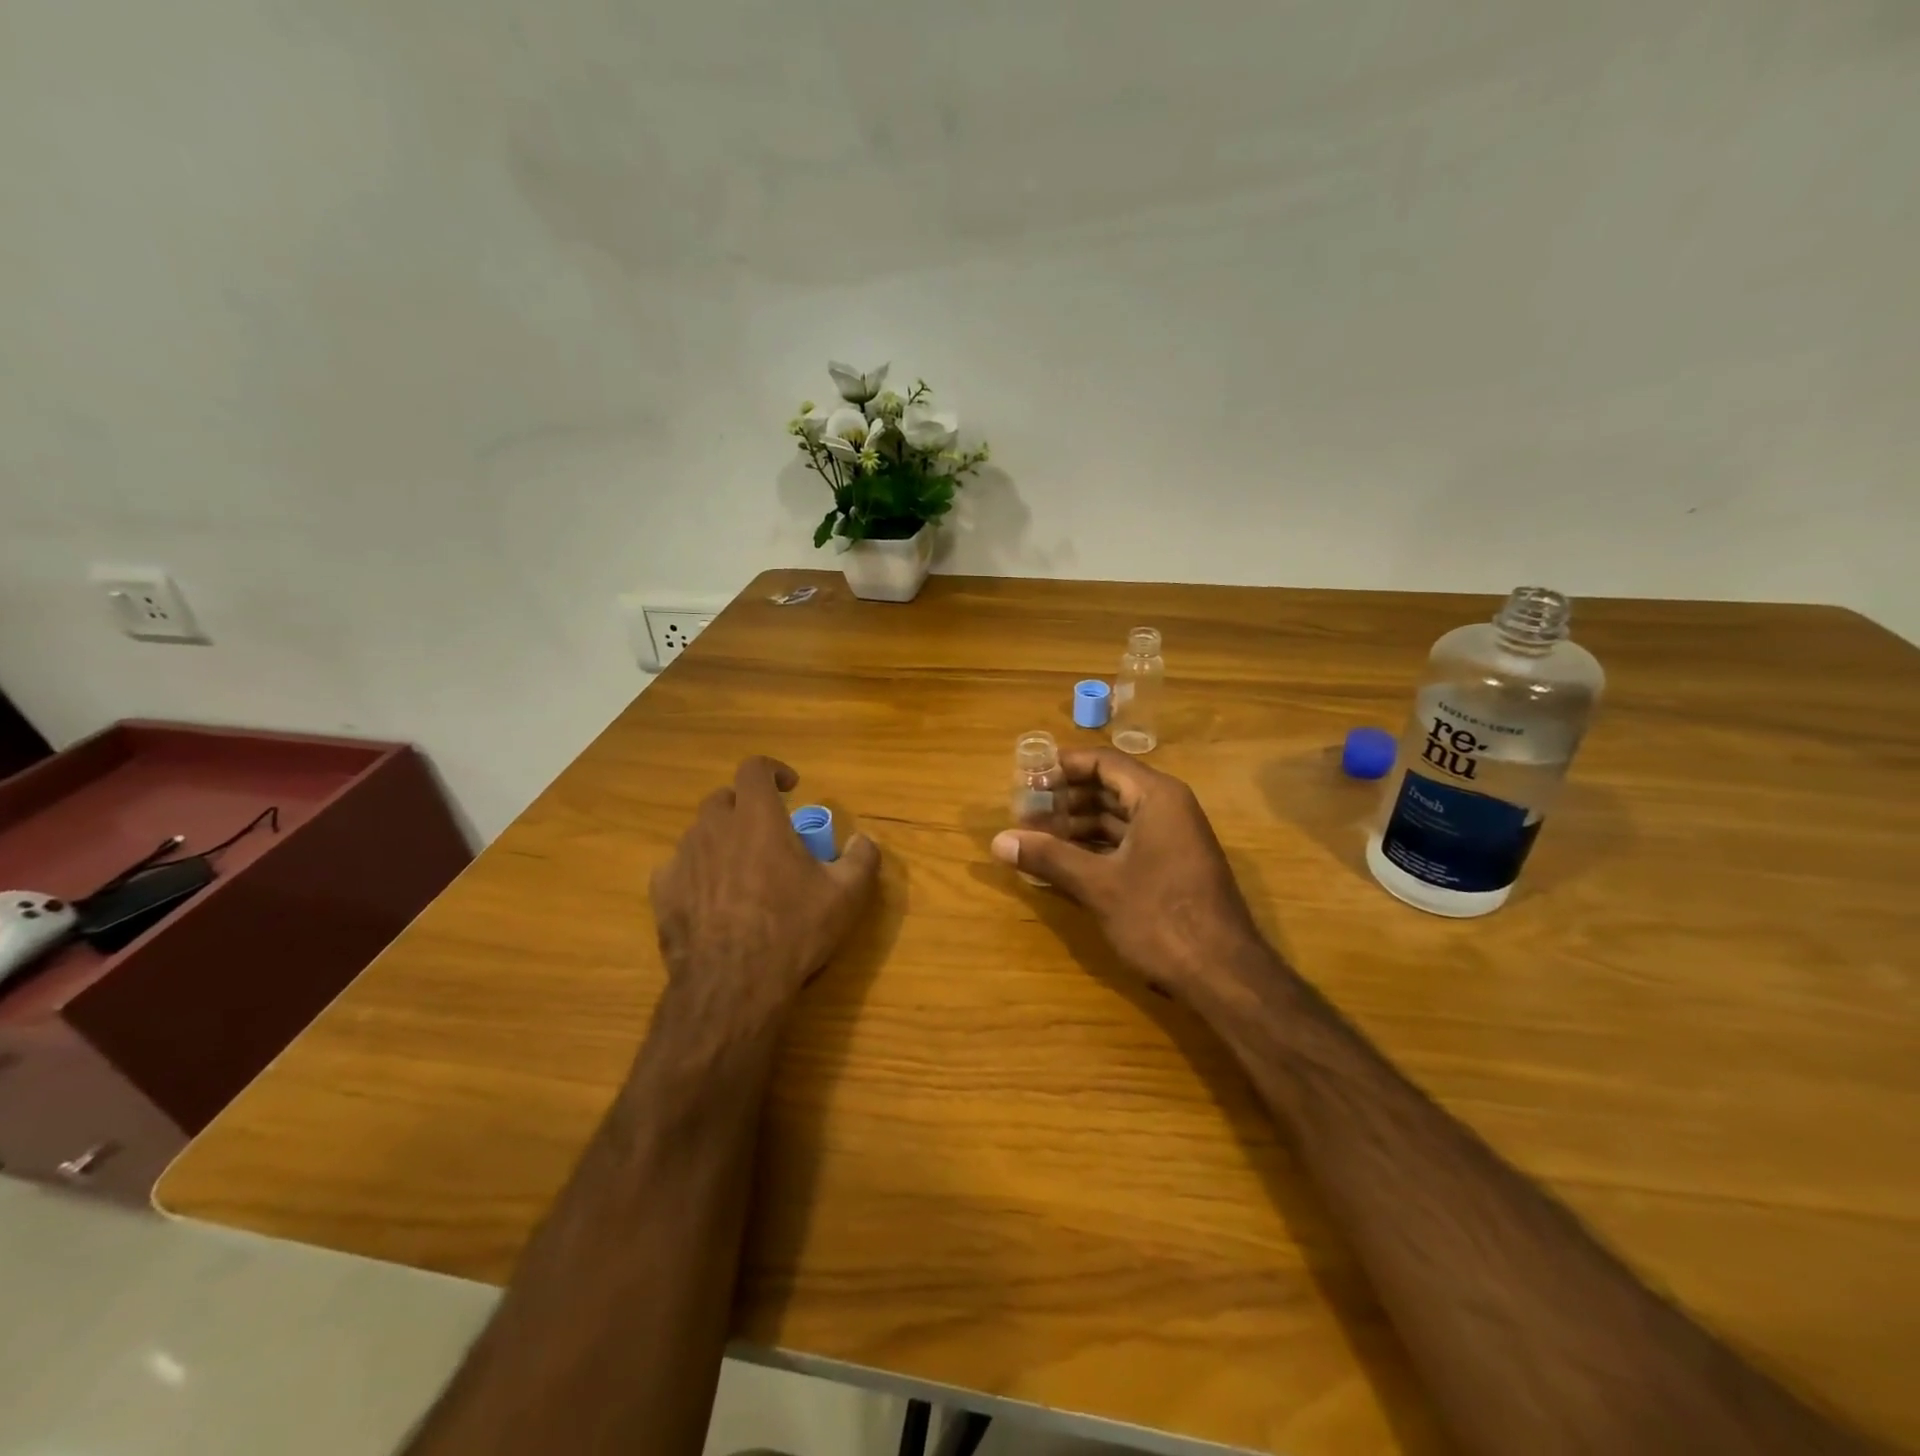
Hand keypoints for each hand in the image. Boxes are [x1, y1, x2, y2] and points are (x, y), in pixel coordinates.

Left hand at [650, 756, 878, 1032]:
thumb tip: (864, 840)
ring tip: (742, 869)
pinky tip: (712, 899)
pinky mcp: (663, 892)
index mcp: (757, 818)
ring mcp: (683, 859)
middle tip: (767, 832)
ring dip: (721, 840)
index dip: (772, 770)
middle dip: (745, 806)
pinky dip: (696, 872)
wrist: (733, 985)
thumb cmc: (794, 929)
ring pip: (699, 833)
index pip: (754, 768)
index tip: (789, 788)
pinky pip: (678, 868)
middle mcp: (714, 828)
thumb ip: (862, 858)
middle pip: (723, 798)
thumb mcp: (847, 895)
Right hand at [991, 749, 1262, 999]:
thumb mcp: (1098, 885)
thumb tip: (998, 841)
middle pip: (1109, 787)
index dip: (1062, 766)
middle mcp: (1168, 808)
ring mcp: (1173, 838)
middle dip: (1065, 798)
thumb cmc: (1160, 918)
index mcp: (1156, 797)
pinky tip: (1064, 863)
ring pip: (1117, 817)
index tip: (1026, 778)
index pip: (1103, 762)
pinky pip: (1126, 842)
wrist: (1224, 975)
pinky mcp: (1171, 867)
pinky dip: (1095, 847)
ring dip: (1076, 825)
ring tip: (1035, 839)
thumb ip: (1048, 858)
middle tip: (1024, 812)